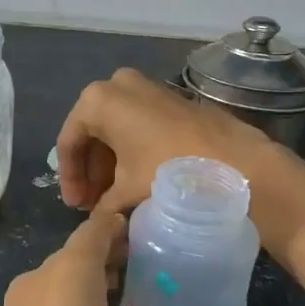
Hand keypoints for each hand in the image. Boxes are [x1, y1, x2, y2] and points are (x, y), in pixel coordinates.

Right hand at [57, 68, 278, 213]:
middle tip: (93, 205)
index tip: (76, 208)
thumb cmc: (169, 171)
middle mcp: (118, 84)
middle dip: (91, 171)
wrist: (235, 161)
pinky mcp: (169, 97)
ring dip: (110, 163)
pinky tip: (136, 180)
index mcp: (97, 100)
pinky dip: (131, 150)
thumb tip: (99, 220)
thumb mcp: (127, 191)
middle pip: (92, 133)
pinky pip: (137, 124)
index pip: (69, 142)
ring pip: (116, 128)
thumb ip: (103, 205)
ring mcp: (146, 87)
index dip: (69, 178)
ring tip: (114, 199)